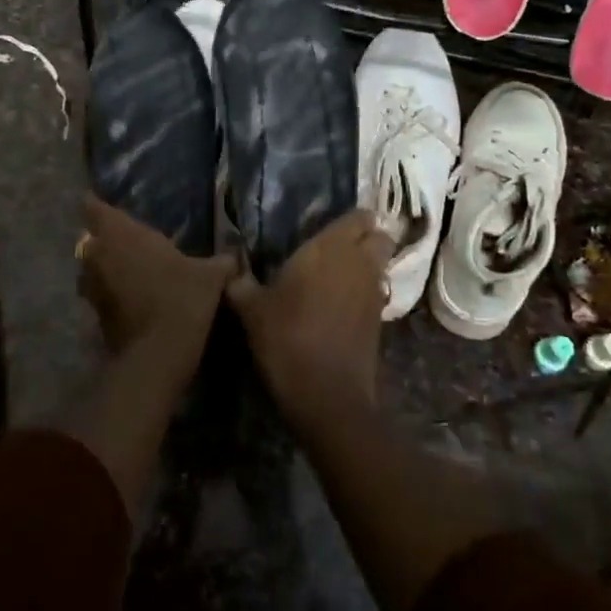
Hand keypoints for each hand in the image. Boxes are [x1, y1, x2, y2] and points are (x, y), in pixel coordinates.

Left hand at [77, 197, 235, 372]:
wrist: (157, 356)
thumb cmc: (182, 300)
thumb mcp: (211, 277)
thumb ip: (220, 262)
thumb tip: (234, 258)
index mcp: (124, 235)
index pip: (96, 209)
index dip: (96, 204)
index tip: (100, 201)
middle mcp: (101, 256)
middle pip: (90, 239)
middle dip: (103, 238)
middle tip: (125, 239)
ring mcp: (94, 288)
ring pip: (90, 269)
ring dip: (103, 267)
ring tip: (126, 268)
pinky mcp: (96, 316)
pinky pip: (99, 294)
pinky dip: (111, 293)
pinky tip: (132, 297)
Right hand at [226, 210, 393, 416]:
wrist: (326, 393)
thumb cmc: (286, 337)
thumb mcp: (251, 309)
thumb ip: (240, 283)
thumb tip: (228, 267)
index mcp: (330, 248)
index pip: (358, 217)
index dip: (351, 220)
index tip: (331, 227)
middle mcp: (359, 263)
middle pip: (380, 237)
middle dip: (367, 238)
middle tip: (339, 249)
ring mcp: (374, 292)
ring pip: (382, 265)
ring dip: (368, 266)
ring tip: (339, 276)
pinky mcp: (380, 321)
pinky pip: (378, 293)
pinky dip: (366, 293)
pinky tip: (343, 306)